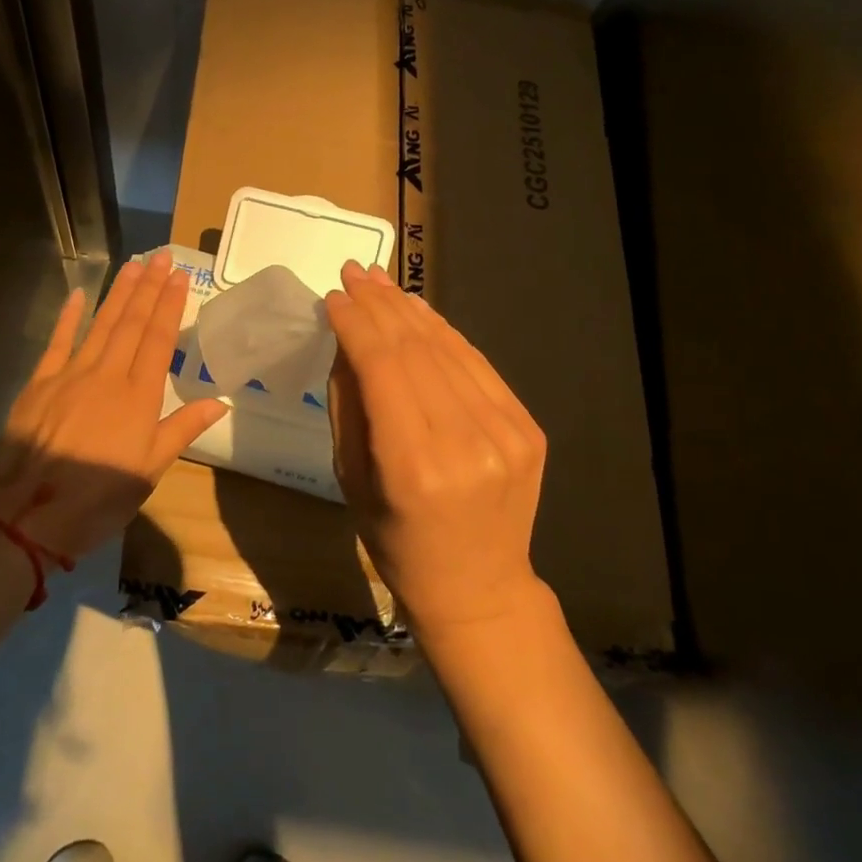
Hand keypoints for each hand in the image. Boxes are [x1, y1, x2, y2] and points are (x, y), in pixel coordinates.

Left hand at [0, 249, 227, 558]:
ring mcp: (71, 374)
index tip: (179, 277)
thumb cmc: (97, 499)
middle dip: (149, 288)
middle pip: (131, 323)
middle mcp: (107, 374)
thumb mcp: (149, 471)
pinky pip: (58, 341)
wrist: (27, 513)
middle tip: (162, 257)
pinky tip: (80, 294)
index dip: (170, 306)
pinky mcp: (40, 382)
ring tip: (134, 265)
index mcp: (138, 396)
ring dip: (118, 293)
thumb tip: (219, 401)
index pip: (158, 340)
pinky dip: (70, 316)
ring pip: (101, 324)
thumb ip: (181, 430)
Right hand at [325, 260, 547, 633]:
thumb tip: (346, 339)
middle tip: (353, 271)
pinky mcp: (528, 429)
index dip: (356, 322)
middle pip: (415, 349)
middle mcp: (465, 443)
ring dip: (410, 309)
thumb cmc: (396, 541)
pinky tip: (419, 312)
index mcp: (413, 466)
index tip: (333, 295)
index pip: (381, 366)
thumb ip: (348, 404)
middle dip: (379, 304)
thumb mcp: (351, 478)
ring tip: (380, 281)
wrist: (479, 589)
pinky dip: (445, 334)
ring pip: (448, 348)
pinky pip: (477, 365)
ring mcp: (506, 434)